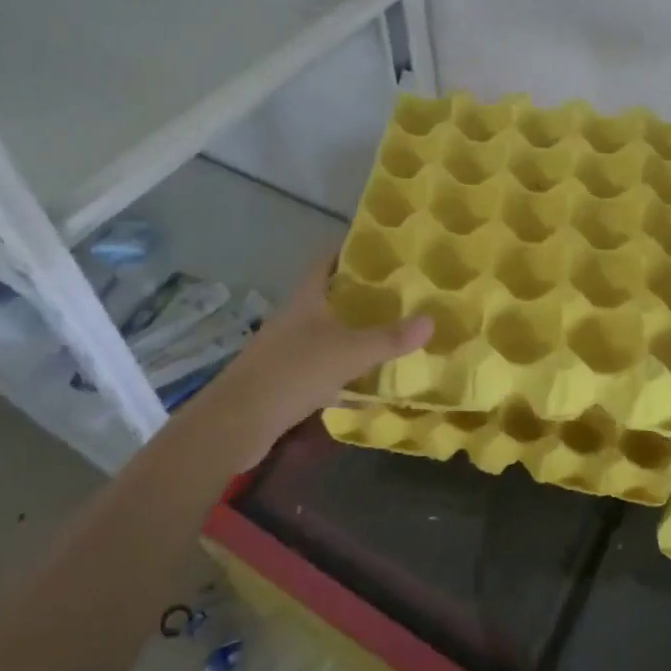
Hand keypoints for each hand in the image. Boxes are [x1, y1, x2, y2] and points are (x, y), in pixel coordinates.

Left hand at [212, 250, 432, 459]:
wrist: (238, 422)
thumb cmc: (293, 372)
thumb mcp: (349, 353)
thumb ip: (389, 338)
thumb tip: (432, 320)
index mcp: (306, 298)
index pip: (327, 261)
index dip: (351, 250)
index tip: (383, 248)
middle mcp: (296, 317)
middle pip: (330, 297)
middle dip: (362, 294)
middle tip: (400, 292)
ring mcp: (288, 349)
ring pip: (328, 333)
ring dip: (355, 333)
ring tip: (392, 332)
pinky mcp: (286, 380)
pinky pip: (323, 368)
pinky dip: (345, 373)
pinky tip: (369, 385)